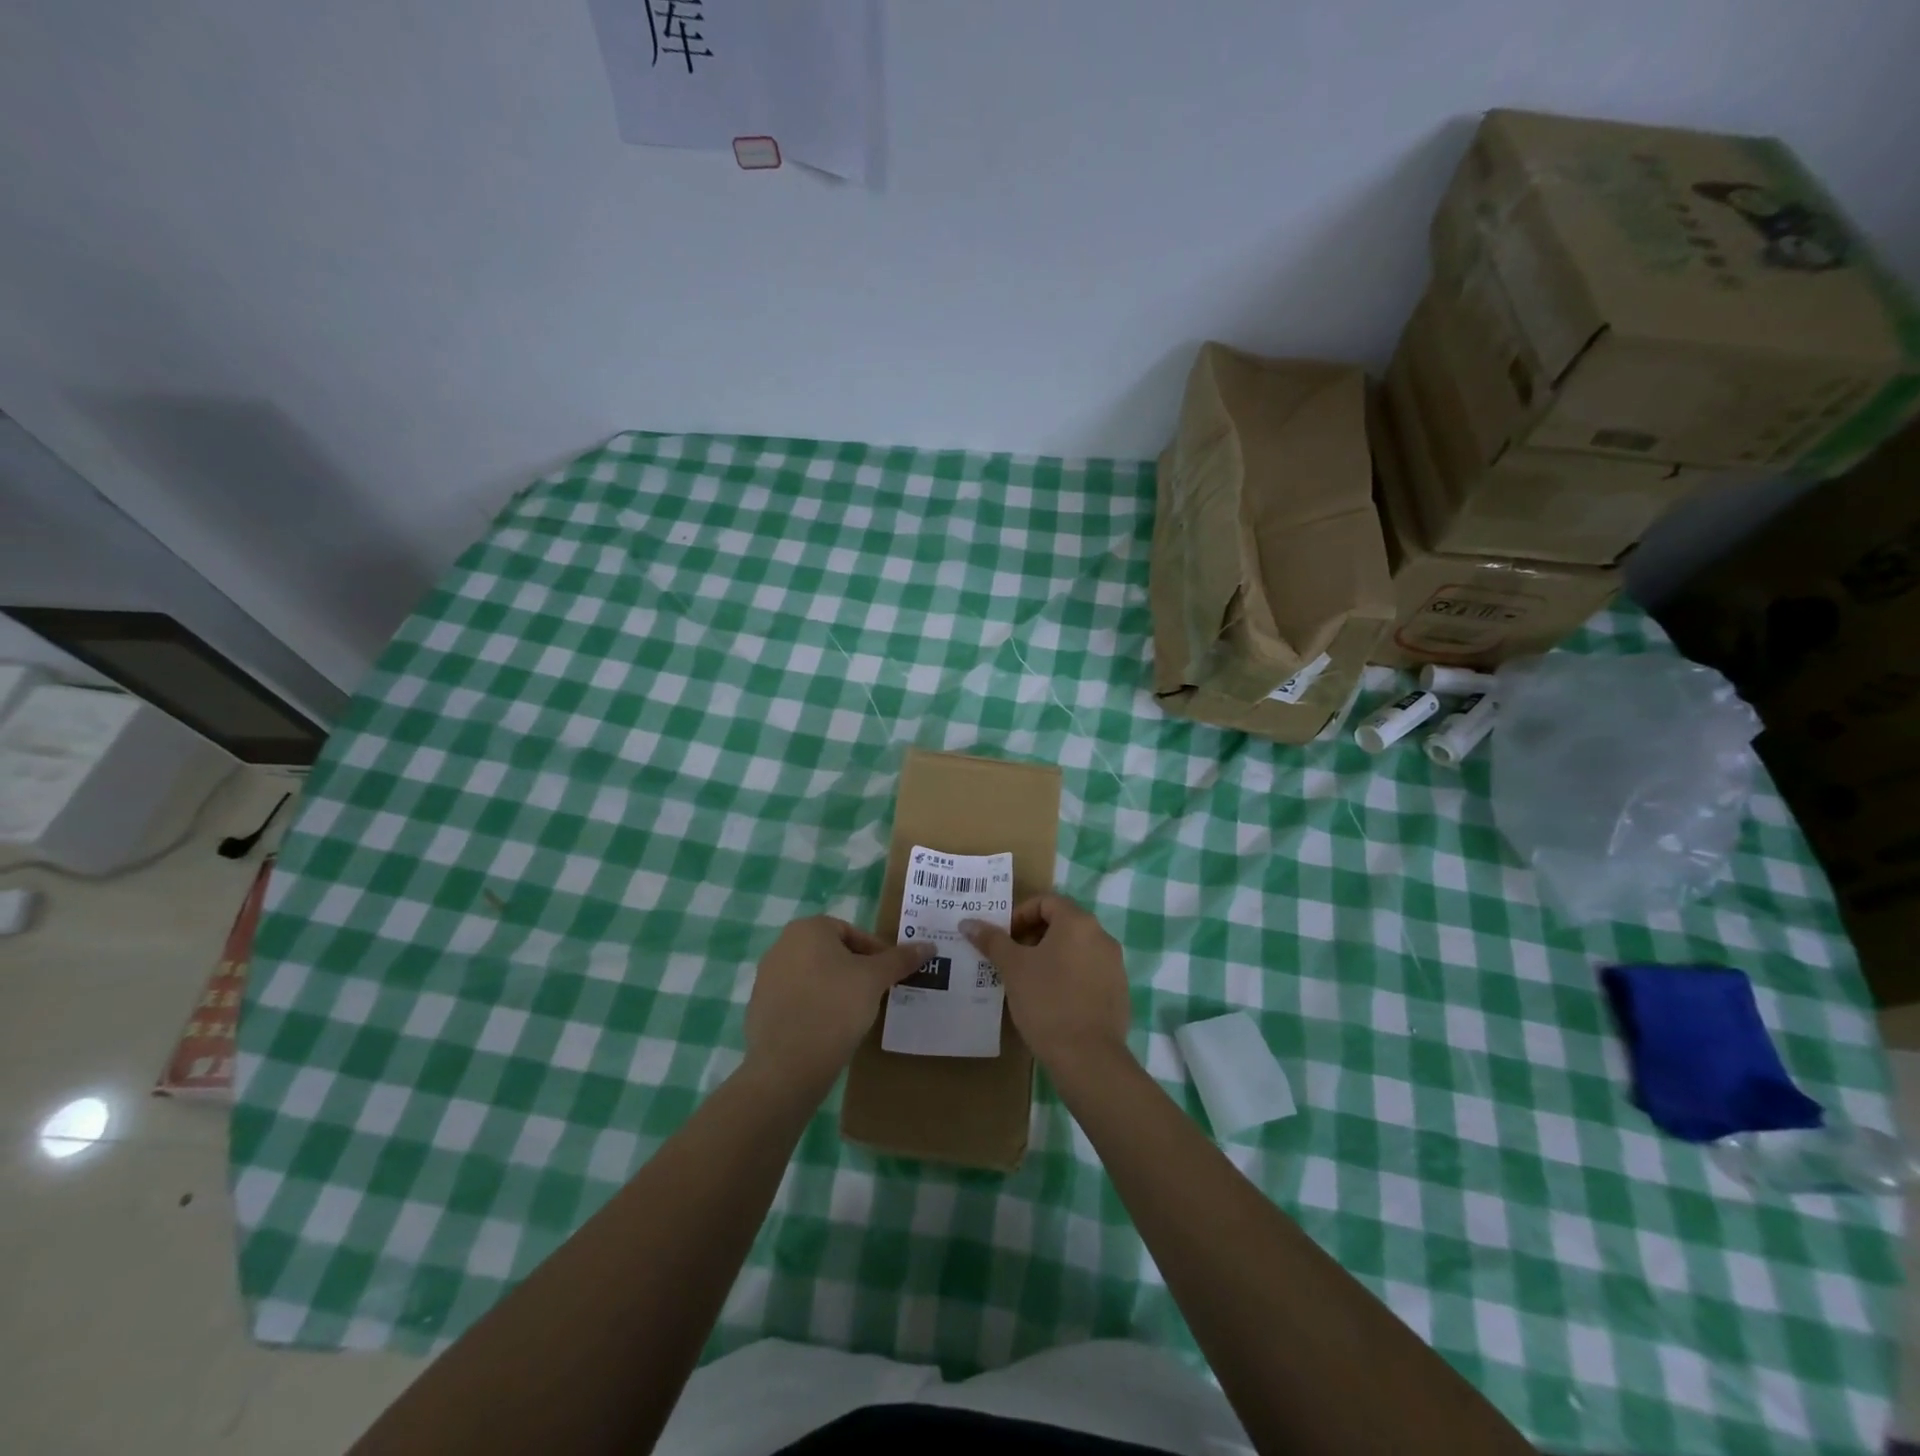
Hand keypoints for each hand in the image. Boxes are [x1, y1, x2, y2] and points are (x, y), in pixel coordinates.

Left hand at [744, 916, 932, 1094]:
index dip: (876, 953)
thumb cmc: (835, 1007)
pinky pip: (797, 1001)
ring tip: (856, 1014)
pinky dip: (815, 1008)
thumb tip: (929, 945)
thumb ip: (900, 959)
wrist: (788, 1066)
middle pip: (831, 953)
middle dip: (855, 970)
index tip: (890, 976)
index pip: (852, 932)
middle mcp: (782, 945)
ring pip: (814, 977)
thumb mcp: (875, 980)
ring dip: (836, 989)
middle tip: (876, 993)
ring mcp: (766, 977)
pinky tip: (830, 1030)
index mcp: (807, 929)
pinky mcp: (759, 1008)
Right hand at [961, 895, 1130, 1072]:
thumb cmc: (1046, 1002)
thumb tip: (968, 922)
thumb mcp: (1013, 968)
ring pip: (1076, 949)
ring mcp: (1114, 965)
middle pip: (1062, 923)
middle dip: (1033, 936)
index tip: (1004, 939)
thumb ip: (992, 940)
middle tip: (1011, 959)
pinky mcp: (1118, 991)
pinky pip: (1088, 972)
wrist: (1088, 1057)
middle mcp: (1102, 936)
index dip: (1020, 915)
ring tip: (1028, 981)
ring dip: (1050, 956)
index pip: (1046, 901)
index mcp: (1078, 923)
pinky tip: (1052, 1001)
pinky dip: (1068, 976)